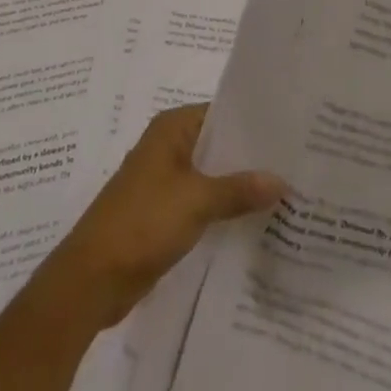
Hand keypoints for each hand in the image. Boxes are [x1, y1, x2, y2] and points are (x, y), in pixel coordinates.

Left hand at [24, 103, 286, 334]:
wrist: (93, 278)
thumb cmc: (142, 222)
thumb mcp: (196, 201)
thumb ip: (239, 189)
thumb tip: (282, 180)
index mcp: (172, 128)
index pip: (221, 112)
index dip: (253, 122)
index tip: (290, 132)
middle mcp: (168, 146)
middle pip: (218, 144)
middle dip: (251, 158)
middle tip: (297, 165)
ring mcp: (165, 181)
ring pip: (212, 176)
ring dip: (239, 187)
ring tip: (286, 194)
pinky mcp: (164, 214)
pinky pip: (203, 203)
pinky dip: (225, 210)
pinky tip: (255, 223)